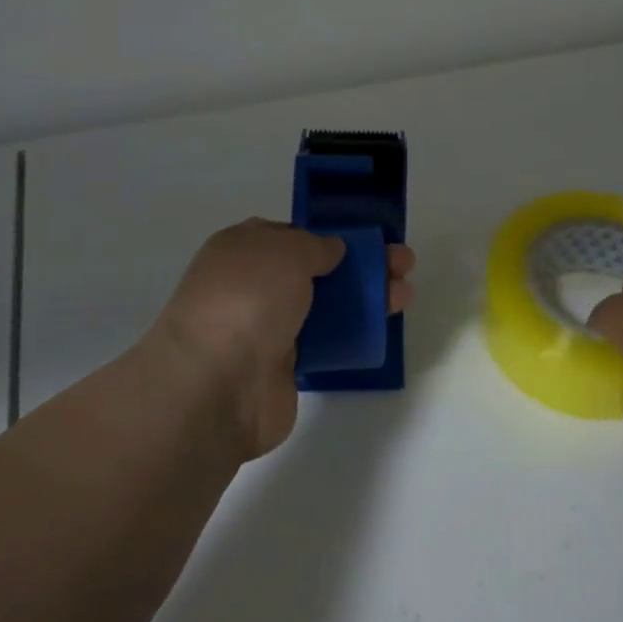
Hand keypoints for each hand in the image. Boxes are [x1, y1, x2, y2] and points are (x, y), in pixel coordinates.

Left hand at [155, 219, 416, 460]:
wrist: (216, 386)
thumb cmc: (247, 300)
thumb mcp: (286, 250)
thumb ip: (315, 245)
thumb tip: (332, 251)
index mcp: (243, 249)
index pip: (292, 235)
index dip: (332, 234)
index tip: (368, 239)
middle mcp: (253, 285)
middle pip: (316, 270)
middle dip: (361, 265)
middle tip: (403, 264)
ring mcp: (268, 327)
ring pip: (326, 305)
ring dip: (366, 298)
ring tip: (405, 295)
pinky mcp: (285, 366)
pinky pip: (325, 341)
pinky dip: (353, 333)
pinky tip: (382, 327)